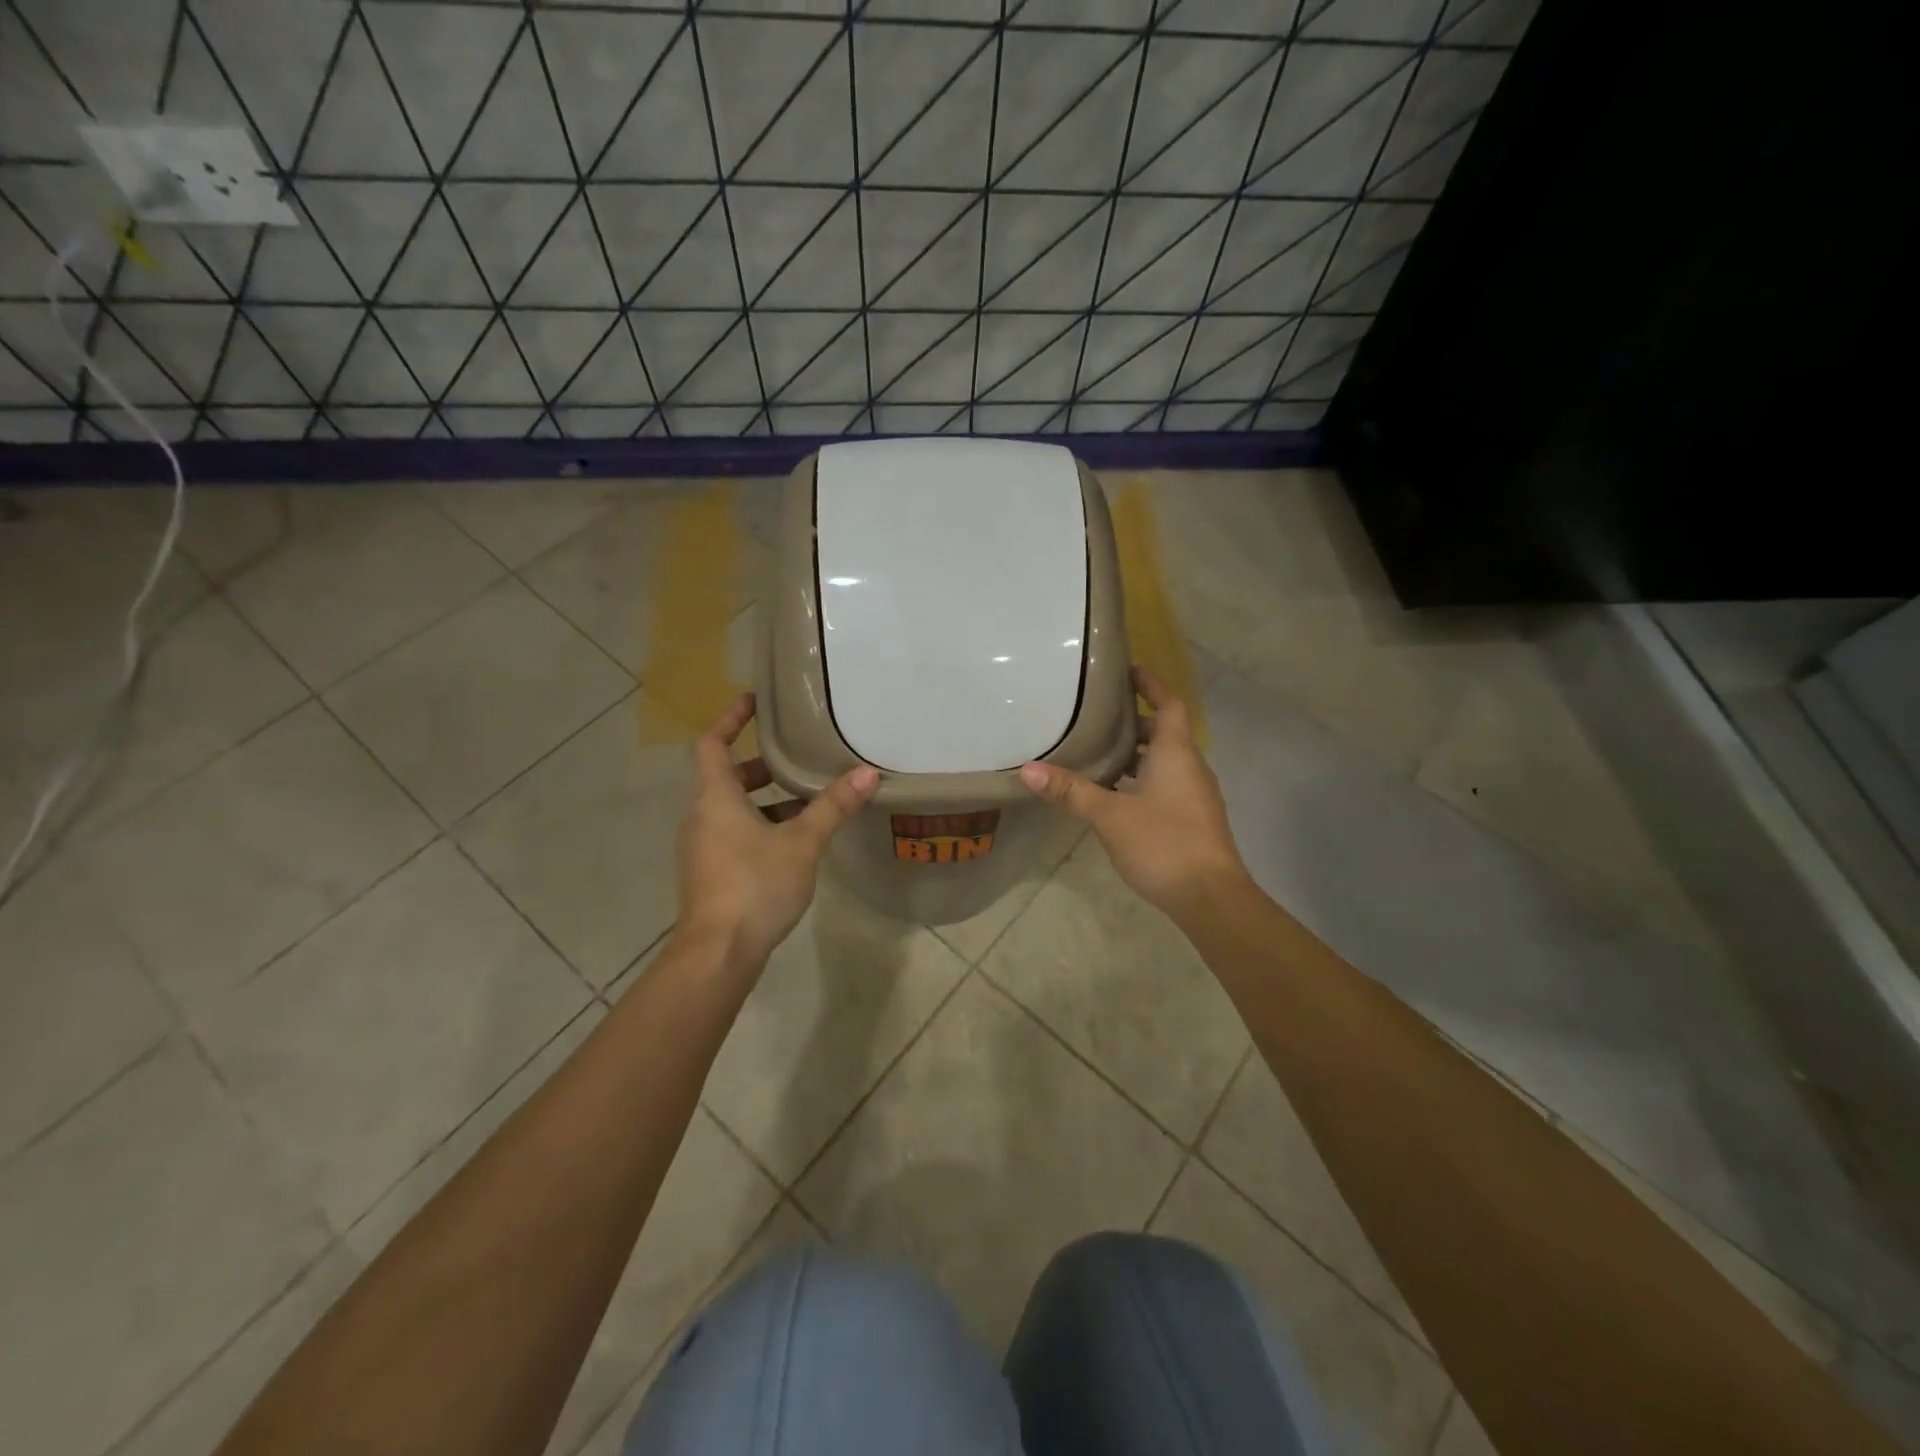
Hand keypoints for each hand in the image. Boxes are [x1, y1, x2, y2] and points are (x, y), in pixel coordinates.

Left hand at [676, 693, 878, 968]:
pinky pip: (732, 834)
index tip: (754, 701)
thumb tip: (867, 774)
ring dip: (763, 800)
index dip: (731, 719)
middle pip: (724, 776)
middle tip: (795, 759)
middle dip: (759, 766)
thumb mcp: (802, 842)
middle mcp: (700, 816)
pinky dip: (758, 825)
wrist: (717, 953)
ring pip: (730, 808)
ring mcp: (701, 848)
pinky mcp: (708, 873)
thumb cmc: (755, 885)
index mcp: (714, 797)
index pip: (712, 743)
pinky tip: (793, 843)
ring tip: (806, 801)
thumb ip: (833, 807)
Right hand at [1018, 666, 1248, 919]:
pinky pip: (1166, 786)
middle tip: (1097, 718)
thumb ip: (1071, 792)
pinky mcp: (1193, 820)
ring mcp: (1195, 796)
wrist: (1211, 898)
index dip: (1151, 685)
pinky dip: (1142, 781)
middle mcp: (1190, 768)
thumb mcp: (1110, 816)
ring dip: (1136, 755)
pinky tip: (1115, 797)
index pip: (1168, 705)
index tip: (1128, 670)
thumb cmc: (1164, 844)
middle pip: (1163, 733)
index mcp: (1176, 754)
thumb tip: (1028, 770)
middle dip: (1133, 724)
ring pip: (1164, 762)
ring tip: (1098, 755)